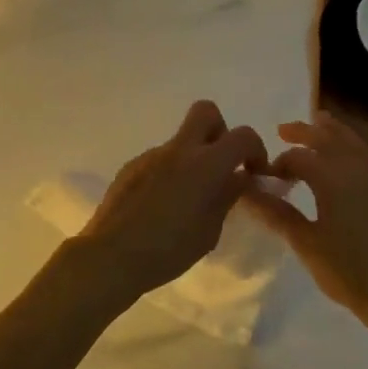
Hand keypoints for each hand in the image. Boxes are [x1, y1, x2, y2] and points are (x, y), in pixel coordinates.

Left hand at [80, 101, 267, 301]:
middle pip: (206, 112)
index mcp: (204, 164)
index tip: (254, 171)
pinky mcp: (131, 166)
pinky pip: (160, 159)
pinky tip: (162, 206)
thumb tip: (238, 178)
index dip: (256, 149)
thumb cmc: (168, 250)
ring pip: (181, 141)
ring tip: (187, 200)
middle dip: (221, 131)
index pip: (242, 136)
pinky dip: (170, 173)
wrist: (111, 255)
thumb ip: (227, 197)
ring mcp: (151, 155)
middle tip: (221, 165)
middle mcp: (178, 150)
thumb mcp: (209, 231)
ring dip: (193, 158)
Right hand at [242, 113, 367, 332]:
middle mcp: (353, 169)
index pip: (298, 157)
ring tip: (317, 122)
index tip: (263, 178)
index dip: (277, 164)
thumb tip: (246, 192)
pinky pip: (362, 152)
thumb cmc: (349, 271)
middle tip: (282, 130)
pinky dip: (348, 143)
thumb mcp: (306, 243)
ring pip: (349, 141)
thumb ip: (276, 214)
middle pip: (326, 138)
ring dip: (330, 130)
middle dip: (303, 131)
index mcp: (332, 178)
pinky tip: (341, 155)